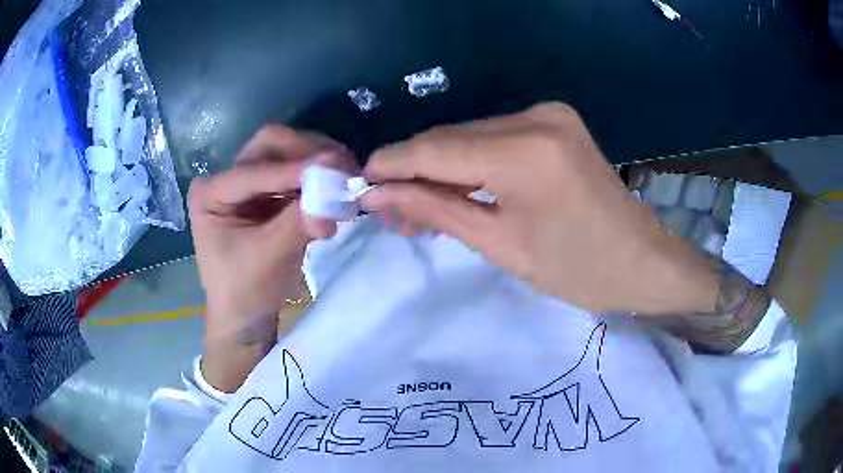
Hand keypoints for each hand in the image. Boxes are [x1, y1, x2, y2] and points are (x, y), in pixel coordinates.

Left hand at [188, 125, 352, 390]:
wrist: (245, 318)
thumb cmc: (244, 293)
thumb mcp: (268, 258)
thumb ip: (299, 222)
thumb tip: (338, 195)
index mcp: (210, 192)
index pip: (255, 170)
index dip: (295, 169)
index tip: (336, 169)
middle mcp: (226, 178)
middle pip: (270, 146)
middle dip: (307, 153)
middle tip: (343, 167)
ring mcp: (247, 183)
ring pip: (286, 153)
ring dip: (317, 162)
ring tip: (346, 178)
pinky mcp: (267, 194)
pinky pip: (295, 173)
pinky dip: (318, 177)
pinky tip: (336, 188)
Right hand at [361, 103, 719, 313]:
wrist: (642, 260)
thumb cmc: (577, 269)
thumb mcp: (500, 245)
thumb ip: (434, 210)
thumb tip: (378, 195)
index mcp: (524, 152)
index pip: (435, 149)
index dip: (391, 165)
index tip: (362, 185)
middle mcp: (535, 117)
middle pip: (450, 138)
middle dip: (414, 171)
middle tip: (391, 209)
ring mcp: (548, 113)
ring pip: (470, 136)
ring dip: (441, 167)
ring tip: (420, 207)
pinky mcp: (555, 120)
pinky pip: (495, 138)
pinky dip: (471, 162)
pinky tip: (458, 187)